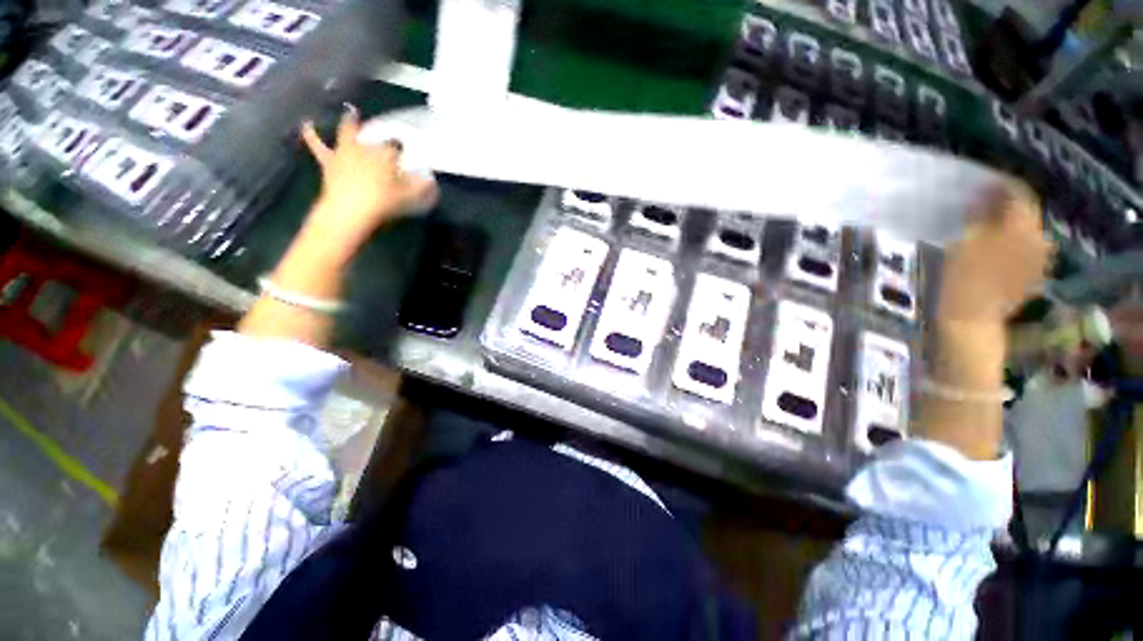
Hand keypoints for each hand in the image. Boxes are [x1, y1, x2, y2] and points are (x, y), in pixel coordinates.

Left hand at [300, 107, 437, 251]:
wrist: (349, 211)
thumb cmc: (382, 203)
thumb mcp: (407, 198)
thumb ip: (420, 188)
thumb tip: (431, 180)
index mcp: (385, 156)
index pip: (395, 146)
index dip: (400, 148)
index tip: (404, 151)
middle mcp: (365, 148)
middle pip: (372, 134)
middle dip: (377, 130)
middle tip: (381, 125)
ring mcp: (346, 153)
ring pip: (347, 133)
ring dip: (348, 122)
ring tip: (350, 111)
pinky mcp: (329, 161)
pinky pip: (317, 145)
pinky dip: (311, 134)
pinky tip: (306, 124)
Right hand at [937, 183, 1052, 326]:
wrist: (972, 319)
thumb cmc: (962, 280)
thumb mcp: (963, 242)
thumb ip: (977, 215)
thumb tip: (981, 194)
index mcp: (1021, 228)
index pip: (1018, 193)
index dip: (1001, 184)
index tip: (982, 182)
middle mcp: (1037, 237)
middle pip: (1026, 210)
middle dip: (1006, 203)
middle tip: (982, 201)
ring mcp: (1038, 257)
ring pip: (1027, 228)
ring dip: (1009, 221)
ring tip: (987, 223)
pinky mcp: (1034, 272)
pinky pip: (1027, 246)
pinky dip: (1013, 239)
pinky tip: (997, 244)